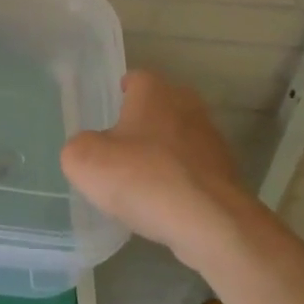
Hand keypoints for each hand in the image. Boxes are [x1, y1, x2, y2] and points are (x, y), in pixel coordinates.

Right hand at [61, 70, 256, 272]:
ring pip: (176, 139)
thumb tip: (89, 149)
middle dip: (140, 126)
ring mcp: (211, 137)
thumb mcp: (84, 161)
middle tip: (118, 154)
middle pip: (156, 108)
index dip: (117, 99)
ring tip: (141, 185)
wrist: (210, 223)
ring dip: (161, 155)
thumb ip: (78, 147)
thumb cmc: (143, 178)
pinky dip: (179, 181)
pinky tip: (164, 205)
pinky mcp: (226, 171)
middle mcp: (186, 103)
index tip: (104, 123)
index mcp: (153, 90)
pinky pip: (192, 170)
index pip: (133, 80)